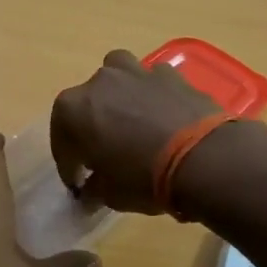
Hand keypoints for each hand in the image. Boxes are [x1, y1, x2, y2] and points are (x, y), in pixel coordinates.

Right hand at [49, 50, 225, 212]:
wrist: (204, 157)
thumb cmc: (144, 178)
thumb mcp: (110, 194)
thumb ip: (94, 188)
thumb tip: (90, 189)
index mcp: (73, 110)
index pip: (62, 141)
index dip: (69, 165)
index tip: (78, 183)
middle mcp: (99, 82)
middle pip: (87, 103)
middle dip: (91, 126)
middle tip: (104, 153)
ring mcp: (136, 72)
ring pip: (118, 78)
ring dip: (119, 96)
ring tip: (130, 120)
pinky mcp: (171, 73)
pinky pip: (152, 82)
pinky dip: (152, 96)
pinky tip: (162, 117)